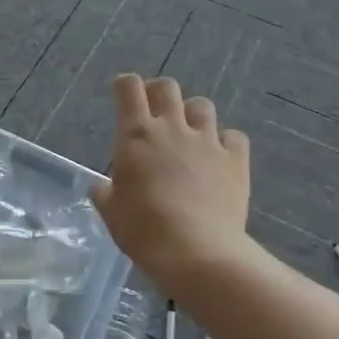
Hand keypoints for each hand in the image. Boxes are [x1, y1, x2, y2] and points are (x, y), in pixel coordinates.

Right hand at [92, 75, 250, 290]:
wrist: (197, 252)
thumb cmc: (143, 230)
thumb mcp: (111, 212)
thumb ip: (106, 193)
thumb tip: (103, 187)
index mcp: (136, 134)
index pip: (128, 88)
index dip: (124, 85)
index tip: (121, 94)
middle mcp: (172, 127)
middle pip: (167, 87)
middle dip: (158, 92)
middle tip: (154, 111)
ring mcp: (207, 141)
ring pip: (202, 105)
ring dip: (192, 114)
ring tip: (189, 133)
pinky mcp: (235, 160)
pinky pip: (234, 137)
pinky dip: (226, 142)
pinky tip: (220, 158)